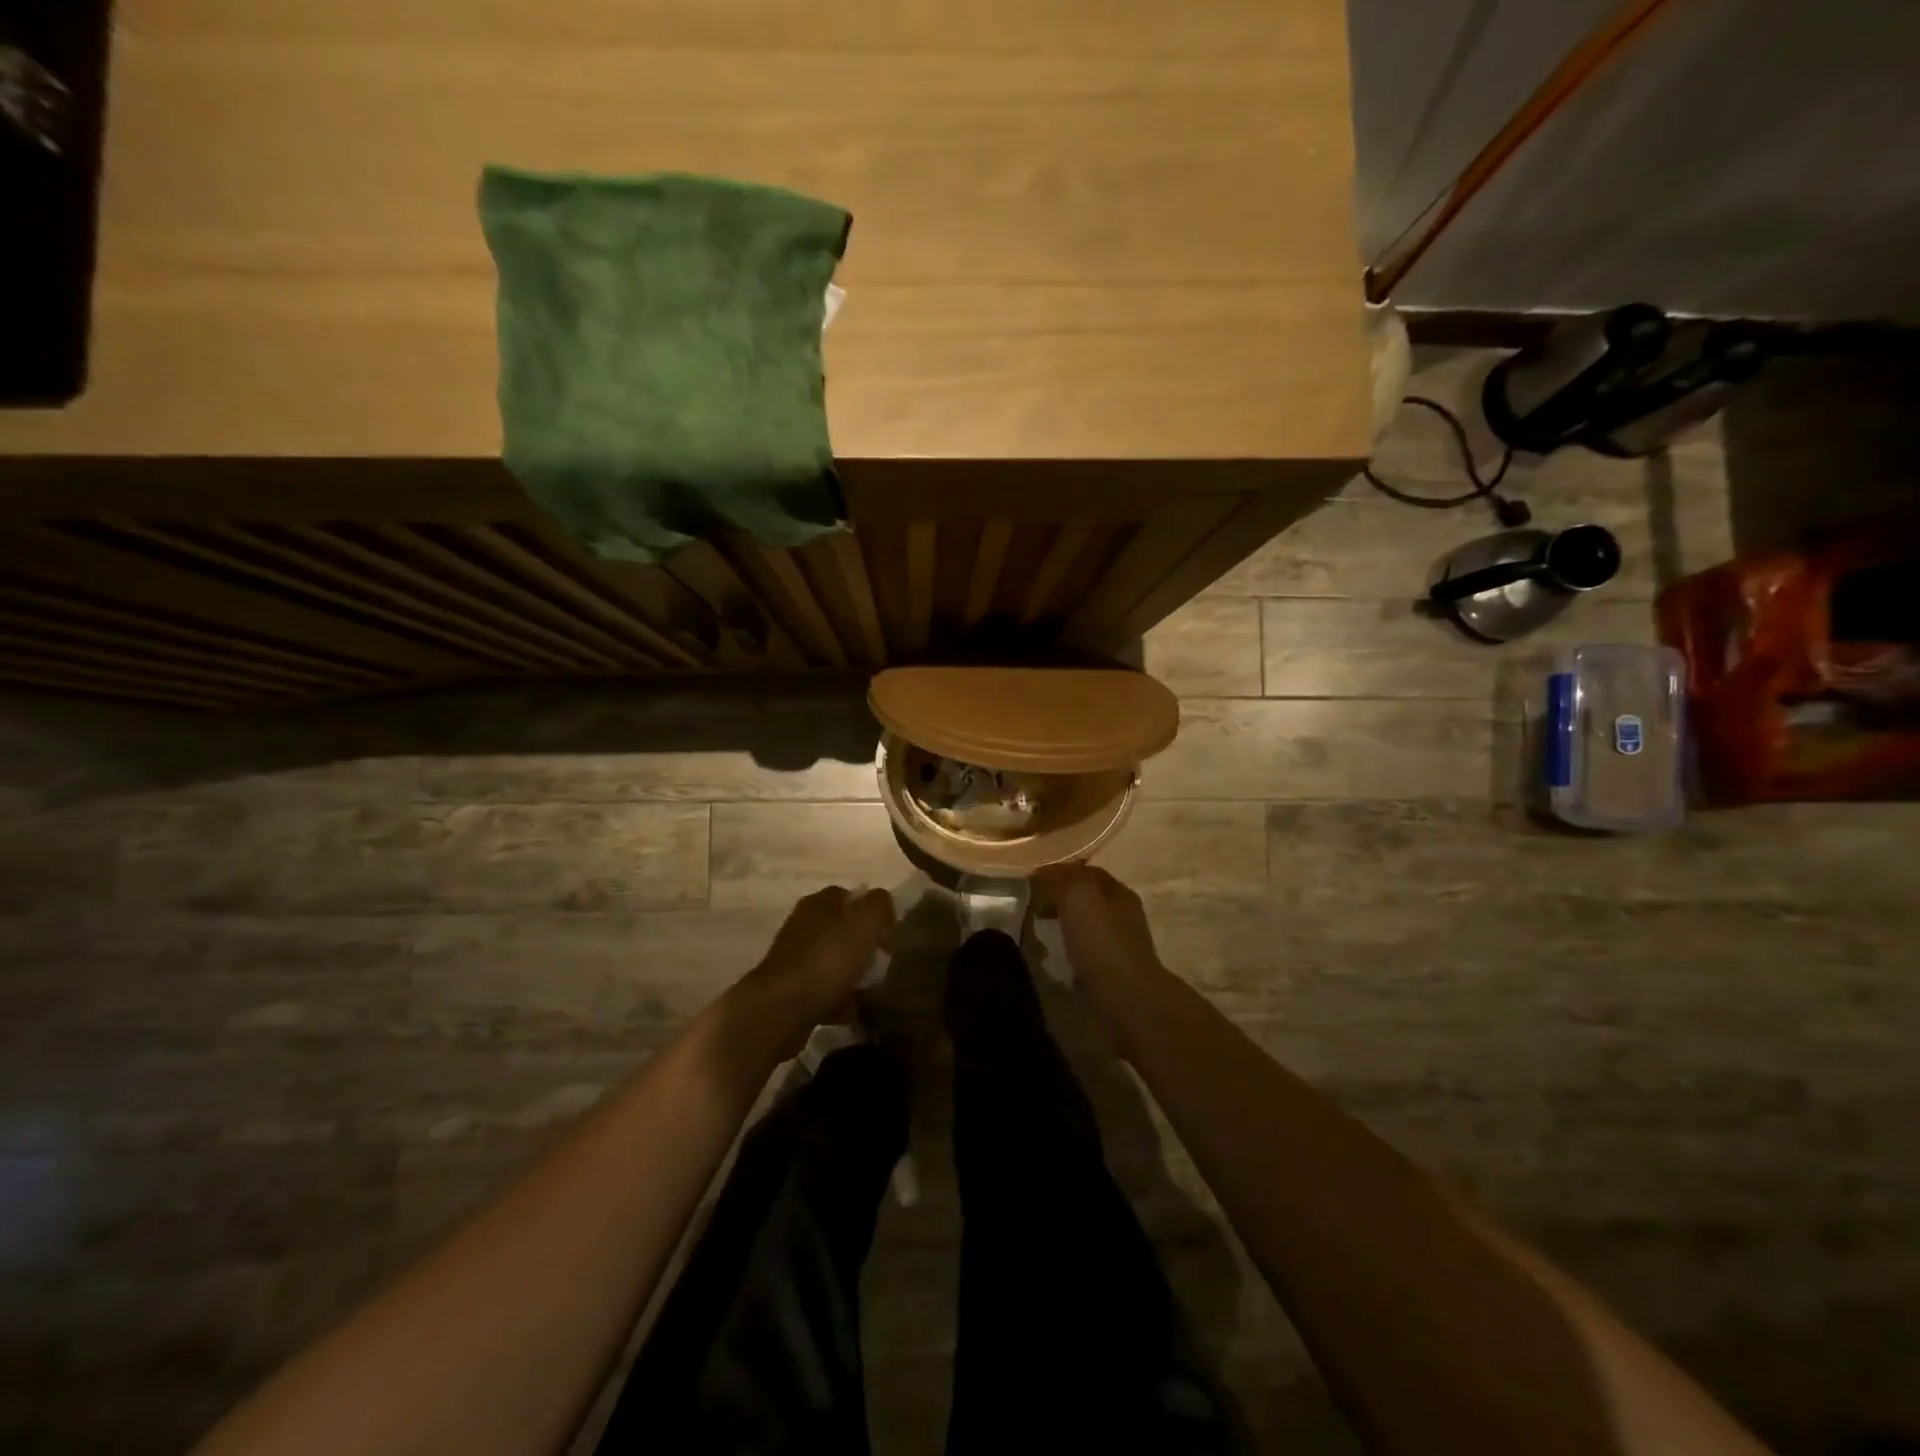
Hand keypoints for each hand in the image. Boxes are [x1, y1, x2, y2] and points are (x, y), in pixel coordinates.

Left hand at [742, 886, 894, 1038]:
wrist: (782, 1009)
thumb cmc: (827, 959)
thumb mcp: (863, 922)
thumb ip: (878, 905)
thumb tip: (883, 903)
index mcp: (819, 904)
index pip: (850, 895)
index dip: (873, 910)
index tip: (891, 931)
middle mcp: (804, 926)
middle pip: (842, 928)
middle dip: (864, 943)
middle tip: (885, 959)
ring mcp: (795, 959)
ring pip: (834, 959)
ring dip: (853, 972)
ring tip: (874, 987)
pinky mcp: (792, 990)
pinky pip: (825, 989)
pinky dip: (840, 998)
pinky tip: (855, 1010)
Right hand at [1034, 864, 1169, 1026]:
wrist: (1126, 1001)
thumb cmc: (1102, 943)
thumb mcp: (1079, 896)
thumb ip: (1061, 879)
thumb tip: (1041, 876)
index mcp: (1117, 892)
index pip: (1083, 872)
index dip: (1056, 871)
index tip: (1027, 879)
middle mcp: (1120, 914)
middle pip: (1083, 897)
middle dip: (1055, 897)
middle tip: (1026, 903)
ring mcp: (1116, 945)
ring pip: (1081, 924)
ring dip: (1058, 923)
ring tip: (1032, 928)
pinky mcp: (1107, 972)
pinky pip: (1080, 951)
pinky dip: (1062, 948)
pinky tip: (1047, 954)